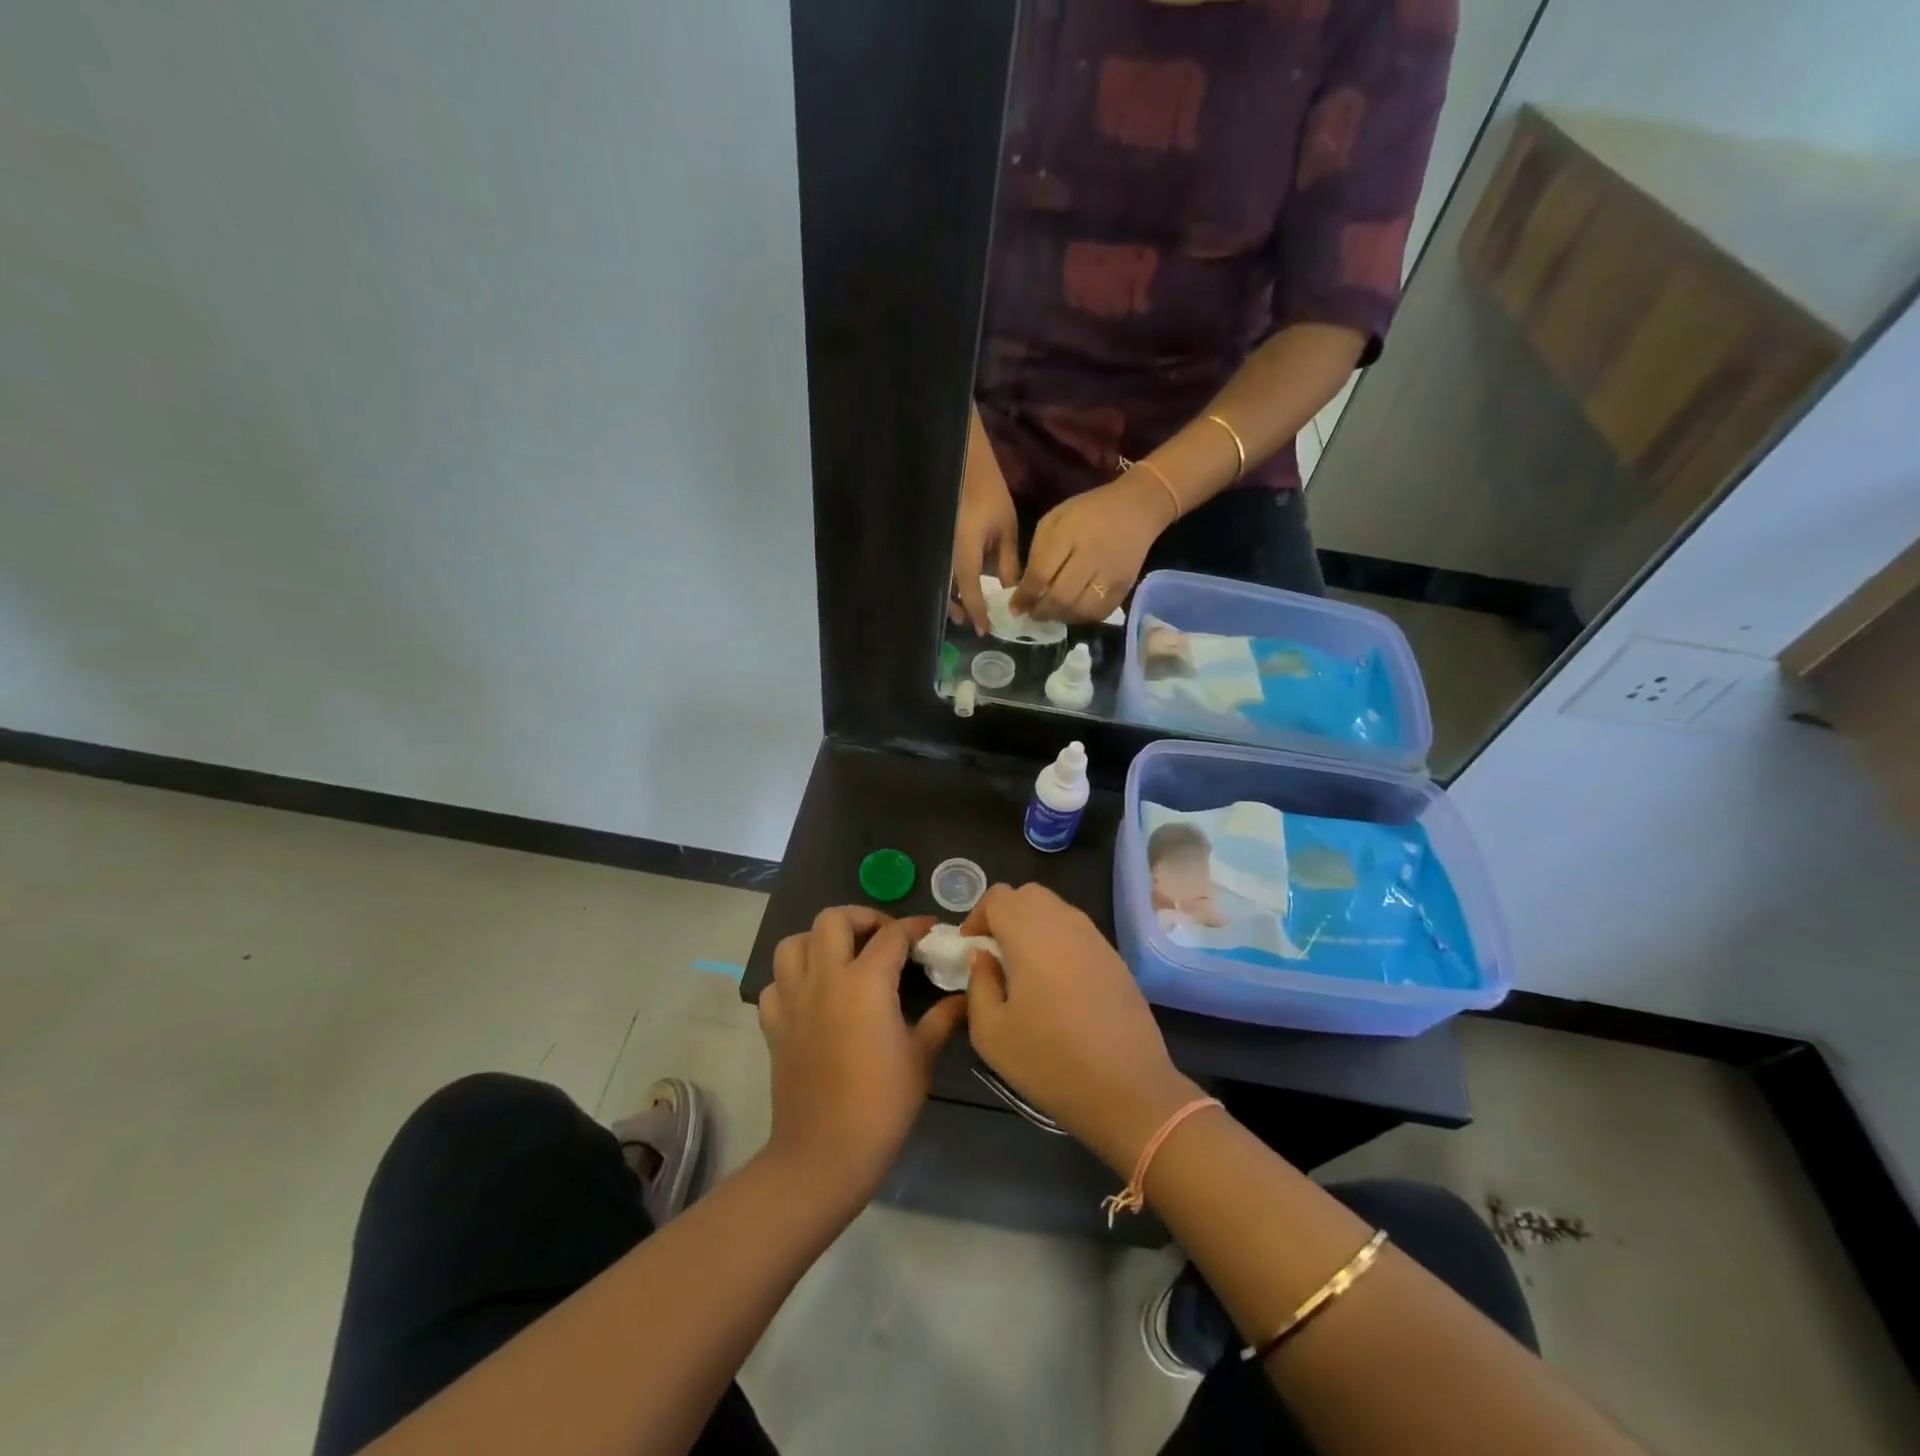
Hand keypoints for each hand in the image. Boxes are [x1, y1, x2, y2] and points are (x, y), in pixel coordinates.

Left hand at [758, 908, 965, 1200]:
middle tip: (882, 936)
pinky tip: (812, 995)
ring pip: (794, 943)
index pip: (892, 935)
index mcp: (865, 982)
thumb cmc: (882, 1104)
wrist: (825, 1154)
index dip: (914, 926)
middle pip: (833, 920)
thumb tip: (964, 997)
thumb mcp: (922, 1057)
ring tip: (842, 956)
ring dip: (818, 940)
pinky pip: (775, 983)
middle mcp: (825, 978)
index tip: (929, 930)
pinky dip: (792, 979)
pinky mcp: (774, 1024)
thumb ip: (942, 1018)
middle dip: (861, 917)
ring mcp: (793, 999)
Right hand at [951, 433, 1021, 633]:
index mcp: (964, 555)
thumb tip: (1011, 591)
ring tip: (965, 609)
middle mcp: (946, 558)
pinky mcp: (937, 544)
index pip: (970, 594)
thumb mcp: (1006, 529)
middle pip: (948, 594)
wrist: (964, 465)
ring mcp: (938, 551)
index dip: (978, 614)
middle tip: (973, 622)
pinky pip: (941, 570)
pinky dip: (949, 582)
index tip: (985, 631)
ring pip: (942, 584)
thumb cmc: (989, 493)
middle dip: (959, 610)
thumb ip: (1008, 563)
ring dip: (952, 598)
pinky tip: (960, 585)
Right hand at [962, 884, 1203, 1173]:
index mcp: (1029, 933)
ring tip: (1024, 970)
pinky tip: (1057, 984)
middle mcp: (1064, 922)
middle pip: (1028, 895)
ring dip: (1033, 926)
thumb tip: (984, 957)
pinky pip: (1077, 932)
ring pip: (1056, 910)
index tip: (971, 949)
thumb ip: (979, 984)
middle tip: (995, 954)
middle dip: (1005, 915)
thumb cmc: (1050, 1061)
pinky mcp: (1115, 957)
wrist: (1128, 1089)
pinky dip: (1059, 942)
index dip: (977, 917)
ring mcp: (1094, 938)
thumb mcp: (991, 1033)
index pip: (997, 896)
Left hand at [1012, 474, 1173, 622]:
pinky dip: (1082, 618)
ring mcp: (1109, 574)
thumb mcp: (1055, 520)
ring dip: (1060, 617)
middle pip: (1060, 598)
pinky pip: (1099, 613)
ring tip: (1051, 613)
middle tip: (1032, 613)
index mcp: (1068, 535)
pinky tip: (1073, 611)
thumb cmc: (1088, 512)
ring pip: (1079, 610)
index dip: (1024, 596)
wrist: (1137, 508)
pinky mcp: (1124, 587)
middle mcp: (1090, 557)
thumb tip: (1024, 588)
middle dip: (1041, 611)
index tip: (1015, 607)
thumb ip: (1038, 552)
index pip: (1040, 575)